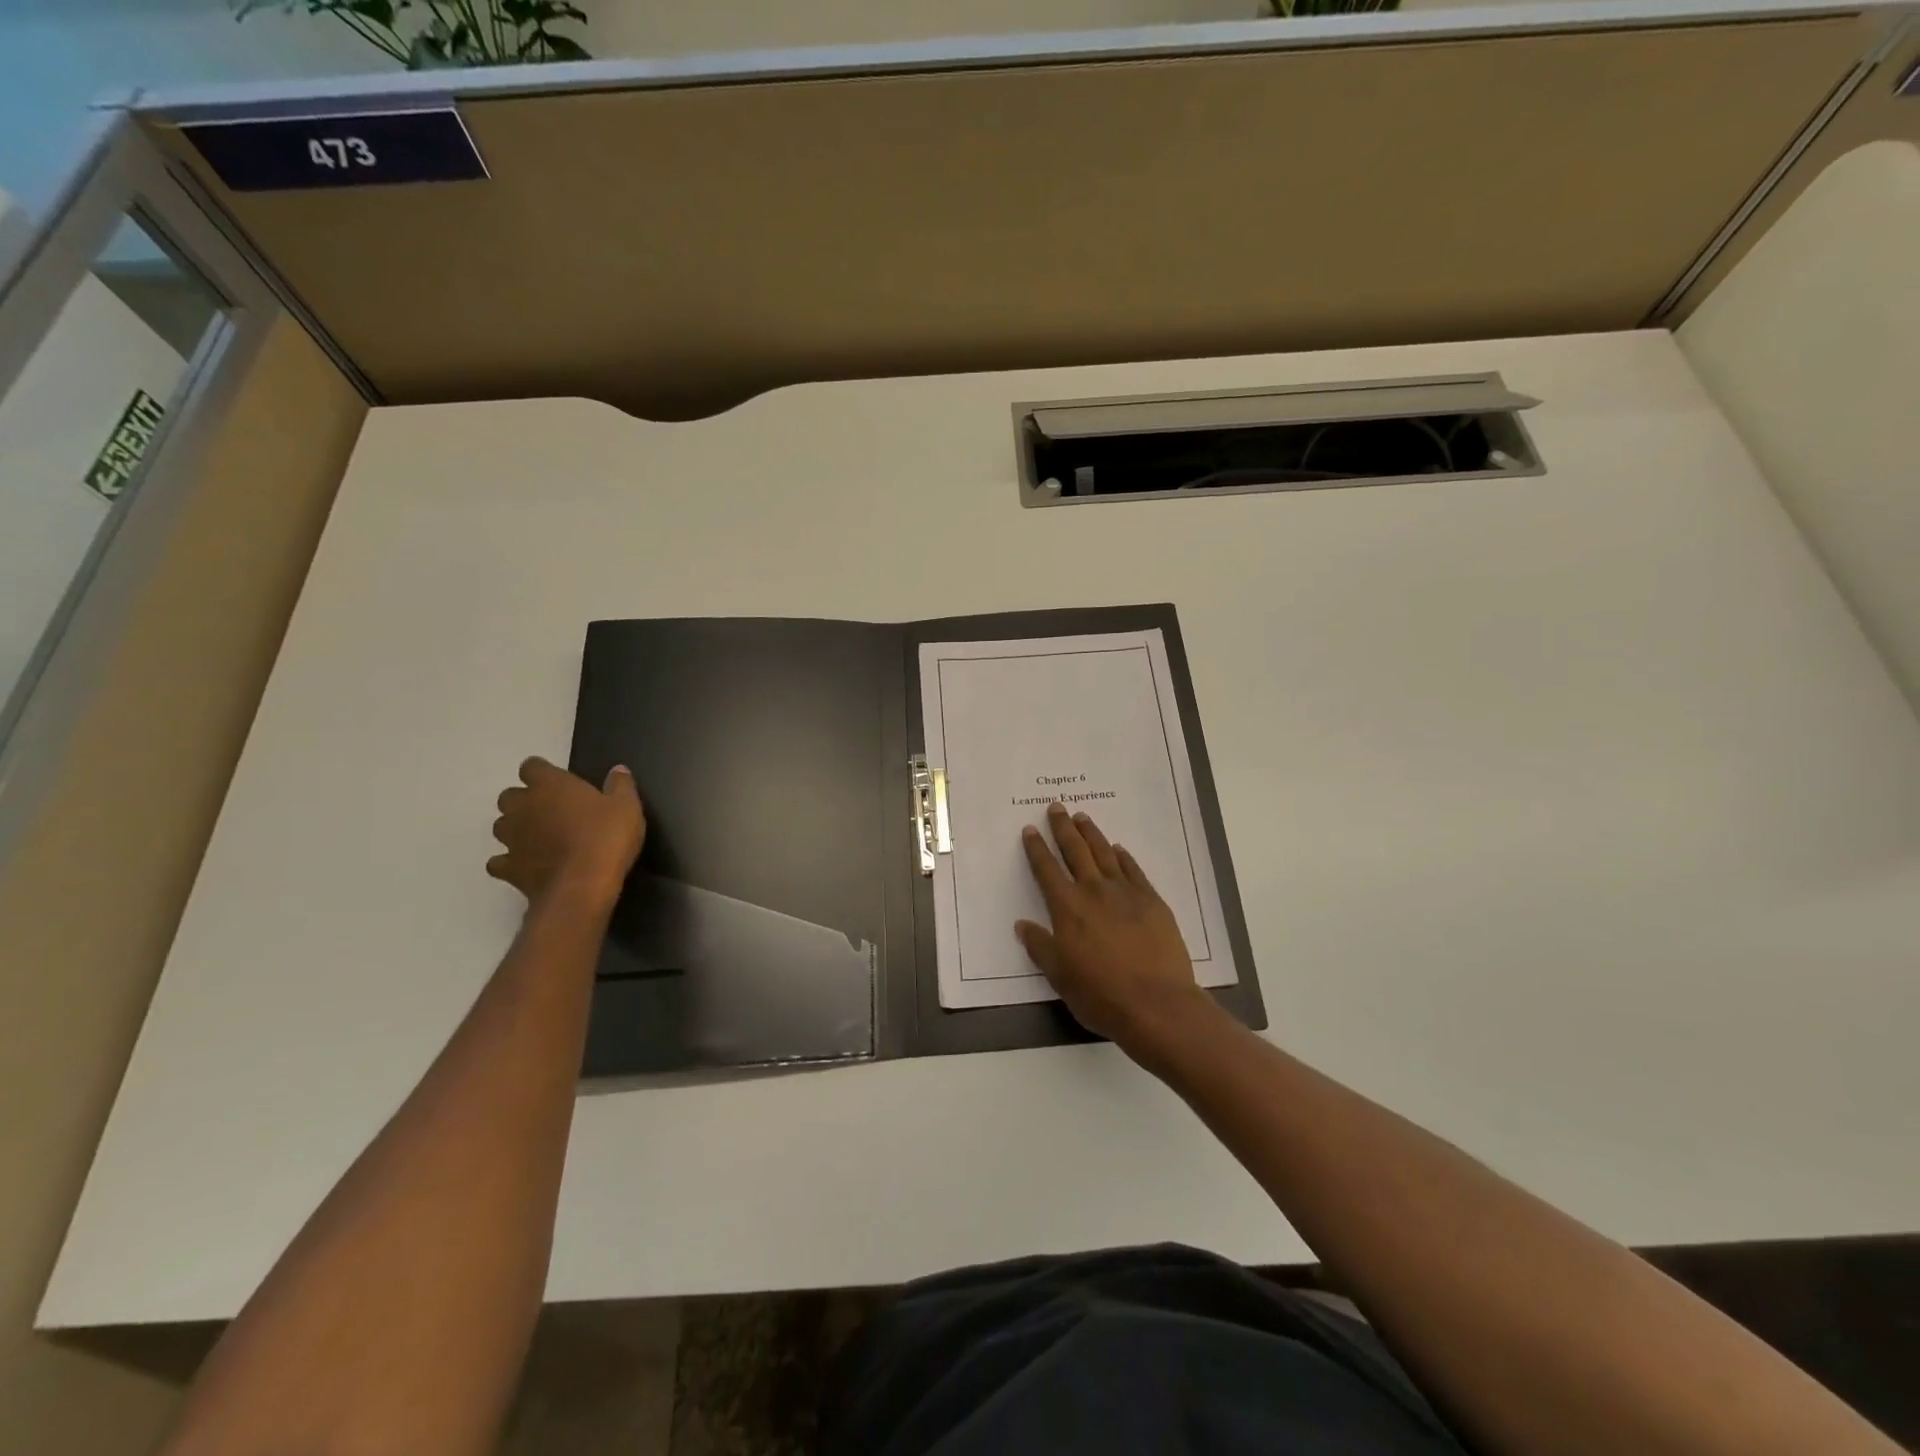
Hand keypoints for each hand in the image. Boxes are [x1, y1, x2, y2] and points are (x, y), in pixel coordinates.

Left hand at [487, 756, 645, 907]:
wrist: (582, 886)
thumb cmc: (606, 837)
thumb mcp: (627, 807)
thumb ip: (620, 785)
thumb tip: (618, 769)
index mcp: (550, 785)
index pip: (532, 767)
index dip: (543, 773)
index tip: (558, 782)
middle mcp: (522, 807)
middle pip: (509, 796)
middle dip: (524, 802)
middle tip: (550, 812)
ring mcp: (511, 839)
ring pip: (501, 826)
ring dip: (515, 829)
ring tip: (539, 839)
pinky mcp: (508, 868)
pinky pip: (499, 861)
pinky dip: (510, 862)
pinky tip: (527, 866)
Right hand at [1016, 802, 1223, 1064]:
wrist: (1156, 1003)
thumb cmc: (1100, 994)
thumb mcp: (1059, 976)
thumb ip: (1040, 947)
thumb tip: (1022, 925)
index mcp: (1067, 908)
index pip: (1047, 870)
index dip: (1037, 848)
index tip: (1031, 829)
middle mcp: (1094, 891)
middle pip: (1075, 851)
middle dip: (1063, 828)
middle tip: (1056, 807)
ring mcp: (1126, 893)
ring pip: (1104, 854)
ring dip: (1091, 834)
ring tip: (1082, 817)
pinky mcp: (1152, 901)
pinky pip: (1133, 870)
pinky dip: (1123, 857)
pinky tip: (1118, 849)